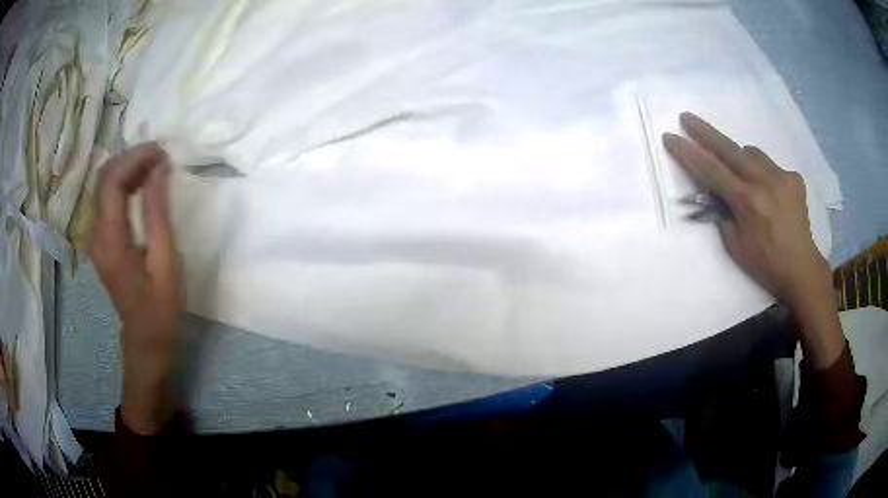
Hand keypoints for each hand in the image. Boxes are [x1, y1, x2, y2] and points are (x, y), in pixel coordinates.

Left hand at [89, 143, 181, 434]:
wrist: (145, 337)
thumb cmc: (160, 305)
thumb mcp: (164, 259)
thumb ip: (157, 211)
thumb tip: (159, 167)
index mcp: (109, 240)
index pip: (112, 181)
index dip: (134, 158)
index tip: (161, 151)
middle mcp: (95, 233)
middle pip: (104, 178)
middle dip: (130, 158)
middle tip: (159, 157)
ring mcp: (95, 236)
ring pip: (104, 185)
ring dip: (128, 168)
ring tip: (154, 167)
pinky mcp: (101, 239)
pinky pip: (107, 199)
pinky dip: (124, 183)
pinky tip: (142, 185)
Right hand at [663, 112, 842, 367]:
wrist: (801, 267)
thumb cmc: (765, 263)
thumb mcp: (735, 246)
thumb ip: (722, 214)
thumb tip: (714, 193)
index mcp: (746, 202)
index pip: (711, 170)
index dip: (688, 152)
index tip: (670, 137)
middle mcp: (763, 181)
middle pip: (728, 148)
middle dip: (704, 132)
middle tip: (686, 118)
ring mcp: (781, 176)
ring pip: (752, 153)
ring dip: (739, 157)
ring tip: (739, 171)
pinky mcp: (793, 178)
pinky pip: (771, 165)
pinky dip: (763, 172)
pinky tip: (767, 190)